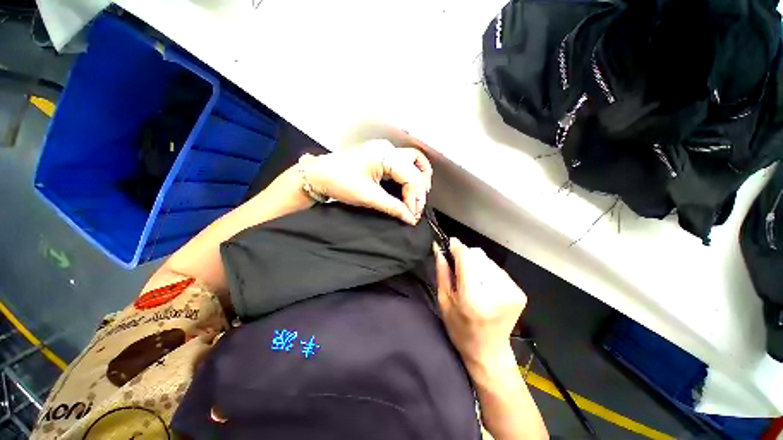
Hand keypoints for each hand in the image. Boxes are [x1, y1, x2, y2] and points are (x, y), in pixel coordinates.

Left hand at [302, 140, 432, 224]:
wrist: (319, 175)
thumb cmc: (339, 181)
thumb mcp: (368, 197)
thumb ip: (392, 207)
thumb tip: (410, 218)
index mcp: (384, 155)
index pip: (411, 176)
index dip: (415, 198)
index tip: (412, 215)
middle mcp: (388, 149)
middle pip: (416, 166)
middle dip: (419, 189)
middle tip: (416, 208)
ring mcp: (385, 151)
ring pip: (413, 161)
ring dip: (419, 179)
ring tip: (418, 197)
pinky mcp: (381, 157)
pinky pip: (404, 164)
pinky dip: (410, 176)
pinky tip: (410, 188)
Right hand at [435, 238, 526, 367]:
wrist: (489, 352)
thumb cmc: (460, 329)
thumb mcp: (444, 301)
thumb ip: (442, 272)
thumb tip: (439, 248)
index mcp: (473, 297)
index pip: (467, 257)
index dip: (457, 247)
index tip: (448, 244)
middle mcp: (496, 291)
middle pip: (478, 255)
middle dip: (466, 257)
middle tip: (458, 269)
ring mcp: (511, 291)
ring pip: (488, 260)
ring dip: (477, 264)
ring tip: (471, 280)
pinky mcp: (518, 292)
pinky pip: (497, 269)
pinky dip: (487, 272)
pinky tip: (483, 286)